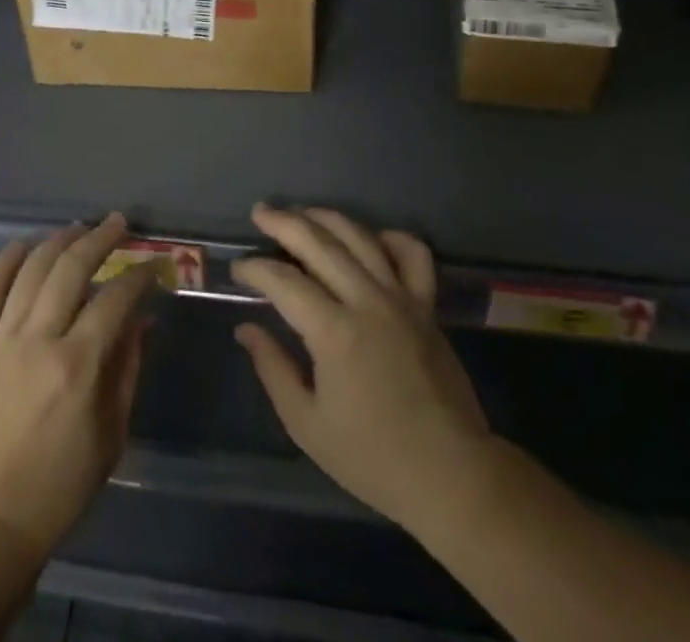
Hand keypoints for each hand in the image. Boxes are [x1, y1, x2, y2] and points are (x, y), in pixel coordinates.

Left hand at [0, 213, 159, 564]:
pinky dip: (4, 263)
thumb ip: (127, 368)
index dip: (138, 276)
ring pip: (29, 270)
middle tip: (118, 224)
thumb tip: (143, 320)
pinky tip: (22, 245)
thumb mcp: (111, 433)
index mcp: (76, 365)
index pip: (114, 299)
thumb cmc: (60, 486)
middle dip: (99, 239)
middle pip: (70, 269)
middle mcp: (37, 341)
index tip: (154, 265)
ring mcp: (0, 341)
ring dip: (57, 241)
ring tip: (78, 228)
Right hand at [232, 204, 494, 539]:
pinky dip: (390, 237)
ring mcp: (402, 299)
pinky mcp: (427, 306)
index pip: (284, 282)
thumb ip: (273, 369)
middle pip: (320, 243)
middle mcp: (368, 302)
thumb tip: (246, 328)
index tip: (238, 268)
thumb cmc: (373, 458)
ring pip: (361, 238)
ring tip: (301, 213)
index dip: (256, 269)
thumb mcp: (308, 425)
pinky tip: (368, 239)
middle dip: (284, 223)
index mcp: (335, 333)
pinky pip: (412, 254)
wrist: (451, 476)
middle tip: (260, 214)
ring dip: (326, 218)